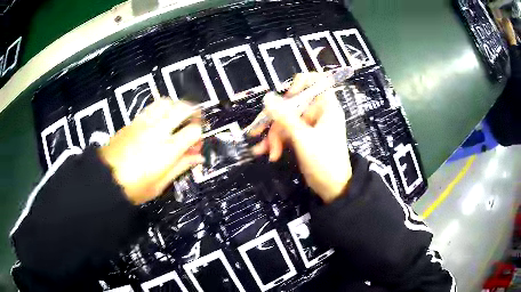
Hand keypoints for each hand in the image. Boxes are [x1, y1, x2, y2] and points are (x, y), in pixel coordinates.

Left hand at [99, 98, 203, 204]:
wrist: (105, 179)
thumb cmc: (134, 188)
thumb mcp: (160, 184)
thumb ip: (180, 167)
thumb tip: (198, 158)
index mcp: (168, 150)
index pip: (193, 131)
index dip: (199, 135)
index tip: (195, 145)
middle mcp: (158, 131)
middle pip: (183, 108)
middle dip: (193, 112)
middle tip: (193, 122)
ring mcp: (145, 123)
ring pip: (167, 102)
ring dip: (176, 107)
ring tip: (176, 118)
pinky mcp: (133, 121)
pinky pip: (152, 106)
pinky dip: (161, 109)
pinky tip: (159, 121)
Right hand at [250, 73, 351, 203]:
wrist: (332, 188)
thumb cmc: (325, 161)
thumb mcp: (303, 138)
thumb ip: (285, 117)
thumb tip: (267, 98)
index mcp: (326, 106)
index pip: (316, 82)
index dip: (300, 84)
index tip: (288, 95)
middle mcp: (318, 112)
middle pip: (293, 104)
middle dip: (276, 120)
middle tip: (260, 131)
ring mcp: (309, 125)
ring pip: (286, 120)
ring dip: (274, 135)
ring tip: (267, 151)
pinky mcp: (303, 137)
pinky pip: (287, 132)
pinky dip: (277, 142)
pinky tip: (268, 153)